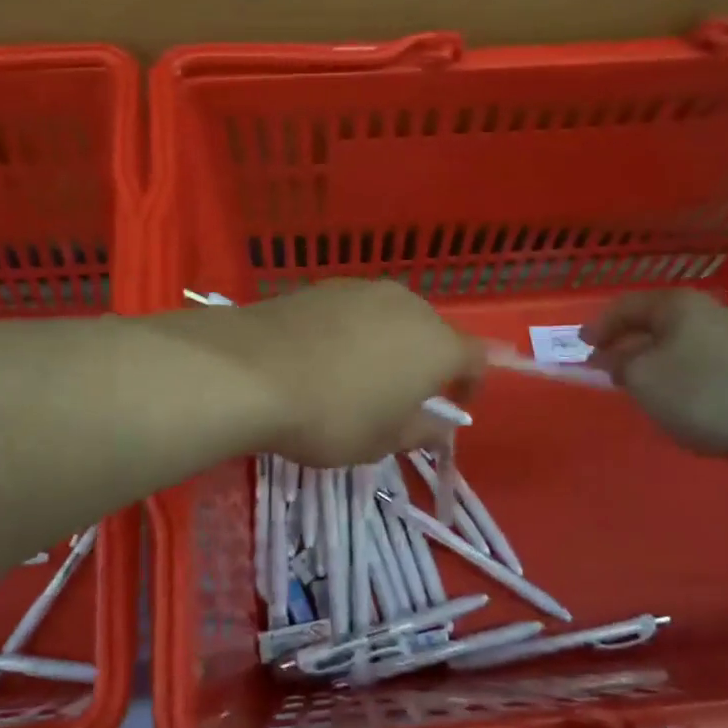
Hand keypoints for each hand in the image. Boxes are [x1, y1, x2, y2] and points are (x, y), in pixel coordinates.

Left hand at [223, 280, 484, 468]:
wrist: (251, 371)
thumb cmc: (332, 415)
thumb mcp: (382, 441)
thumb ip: (421, 431)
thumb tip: (438, 425)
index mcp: (437, 345)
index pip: (476, 358)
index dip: (472, 384)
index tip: (455, 406)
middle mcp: (408, 306)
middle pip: (431, 332)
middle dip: (425, 363)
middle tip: (400, 396)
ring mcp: (363, 289)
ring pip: (390, 318)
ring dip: (387, 344)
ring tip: (358, 377)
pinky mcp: (324, 286)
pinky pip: (354, 311)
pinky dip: (351, 332)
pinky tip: (323, 356)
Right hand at [582, 289, 727, 457]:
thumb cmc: (701, 393)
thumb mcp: (641, 377)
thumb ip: (617, 363)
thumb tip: (613, 358)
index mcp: (676, 305)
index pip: (624, 306)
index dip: (598, 326)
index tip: (580, 349)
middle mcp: (705, 313)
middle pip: (651, 324)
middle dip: (624, 345)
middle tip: (604, 370)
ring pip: (674, 346)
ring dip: (650, 364)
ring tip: (636, 389)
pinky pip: (696, 366)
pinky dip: (676, 379)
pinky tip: (674, 403)